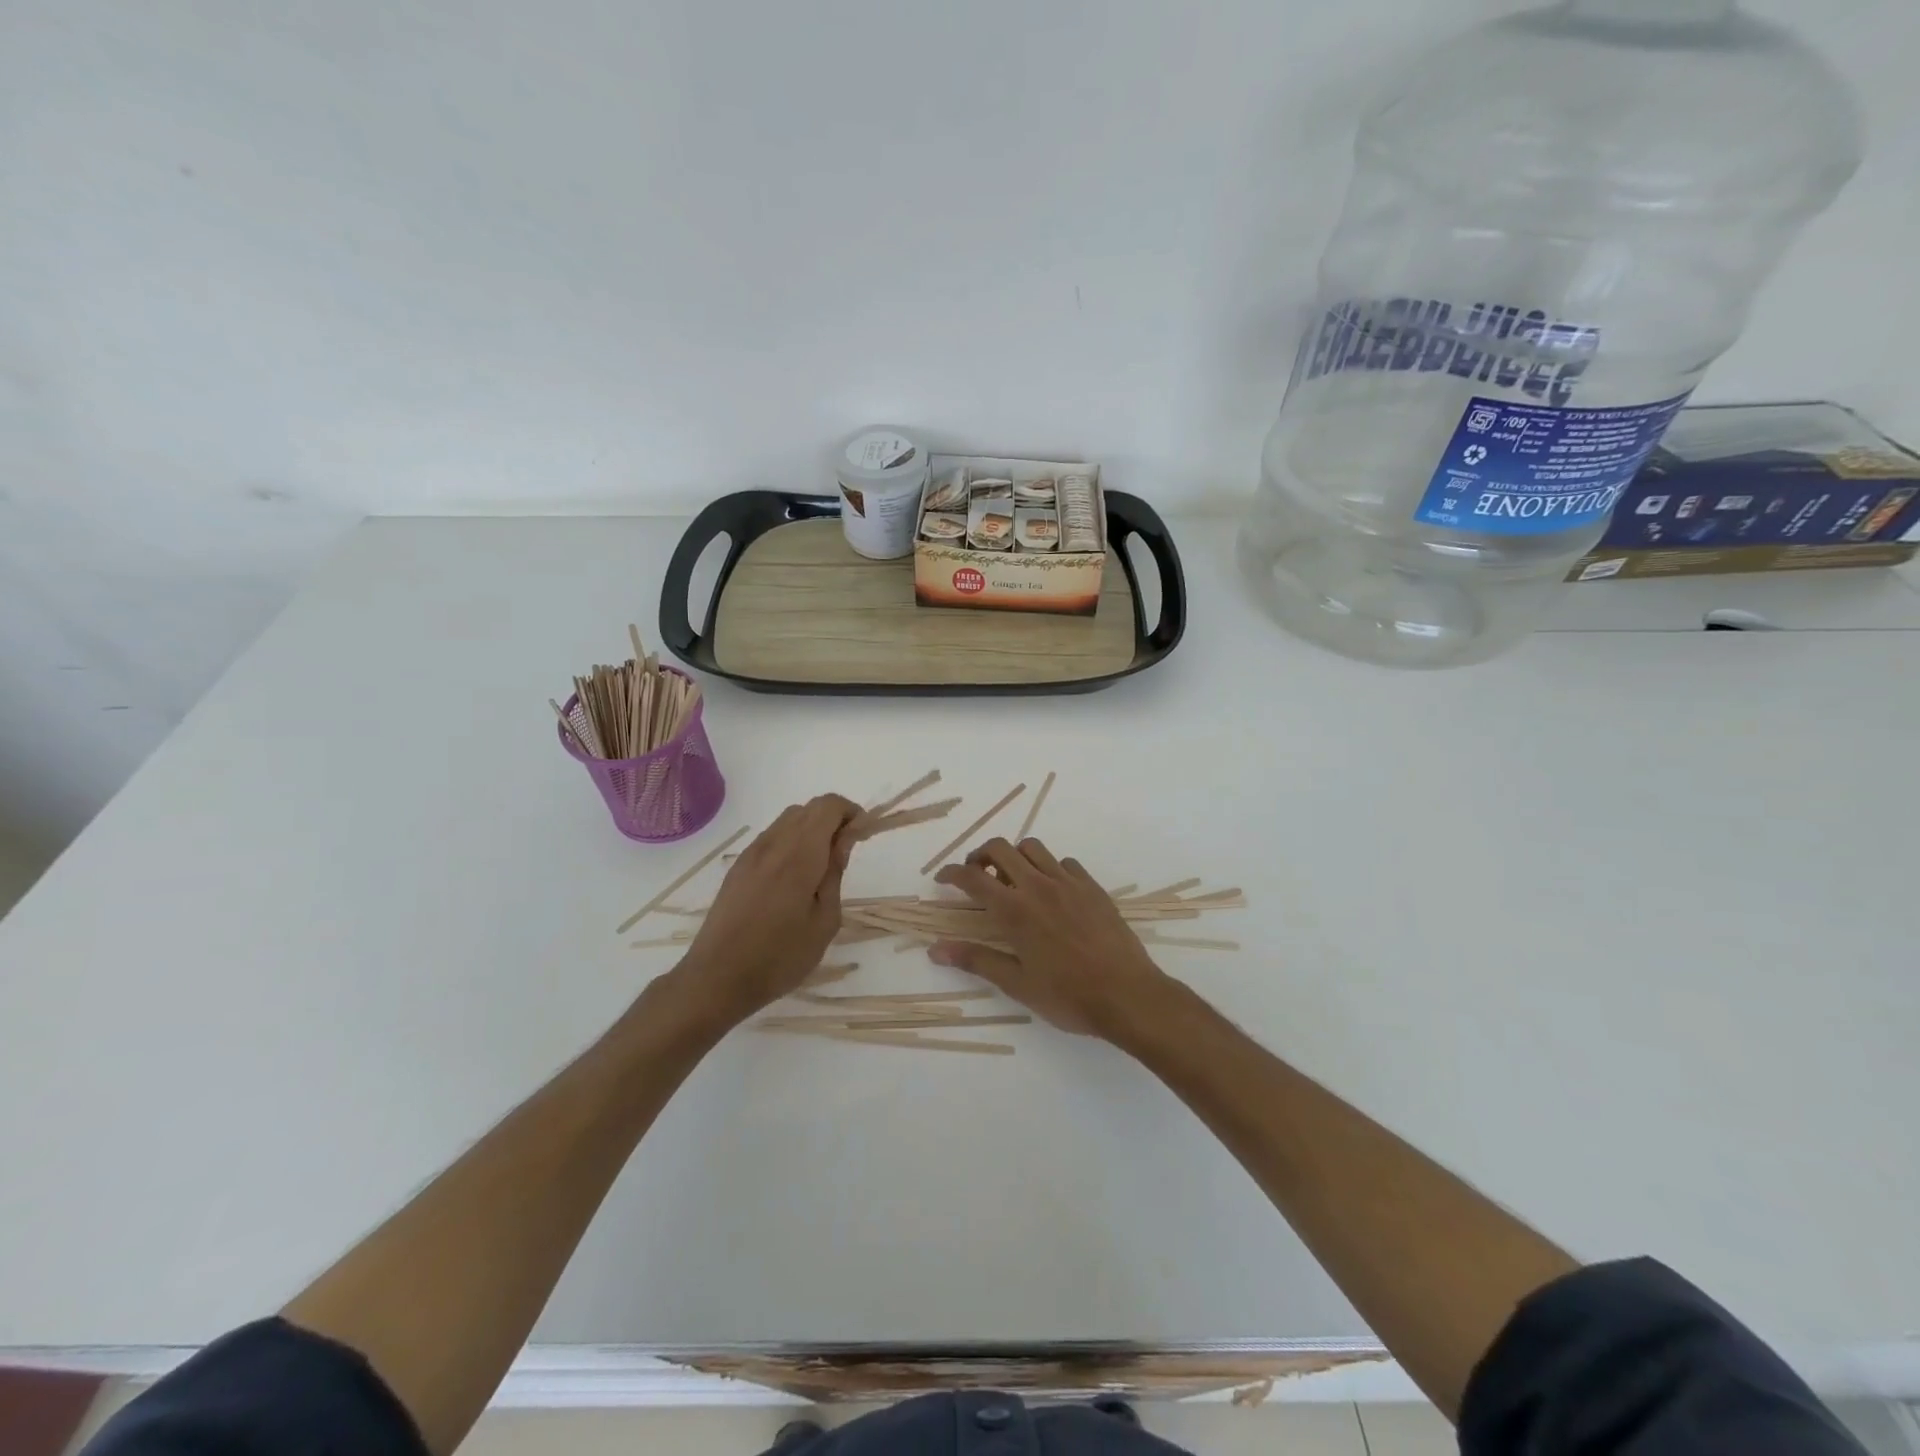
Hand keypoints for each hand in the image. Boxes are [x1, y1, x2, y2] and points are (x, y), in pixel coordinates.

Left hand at [678, 794, 861, 1023]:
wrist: (717, 979)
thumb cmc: (780, 957)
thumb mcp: (824, 920)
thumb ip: (835, 873)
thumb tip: (845, 839)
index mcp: (799, 854)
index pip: (828, 806)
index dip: (851, 812)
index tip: (863, 836)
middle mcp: (773, 844)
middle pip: (809, 808)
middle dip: (834, 819)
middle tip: (847, 852)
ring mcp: (751, 854)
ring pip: (788, 820)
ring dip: (812, 829)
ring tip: (822, 866)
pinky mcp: (738, 867)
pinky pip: (772, 838)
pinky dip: (791, 841)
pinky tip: (795, 877)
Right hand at [930, 837, 1172, 1039]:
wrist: (1128, 995)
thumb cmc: (1068, 996)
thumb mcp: (1017, 984)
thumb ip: (976, 960)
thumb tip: (936, 950)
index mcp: (1015, 910)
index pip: (973, 878)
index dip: (951, 873)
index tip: (942, 879)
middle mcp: (1039, 886)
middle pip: (1000, 848)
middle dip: (980, 854)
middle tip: (975, 875)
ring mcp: (1068, 883)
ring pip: (1033, 847)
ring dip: (1014, 855)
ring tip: (1011, 878)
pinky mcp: (1092, 887)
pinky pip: (1064, 863)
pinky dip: (1049, 868)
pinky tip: (1051, 890)